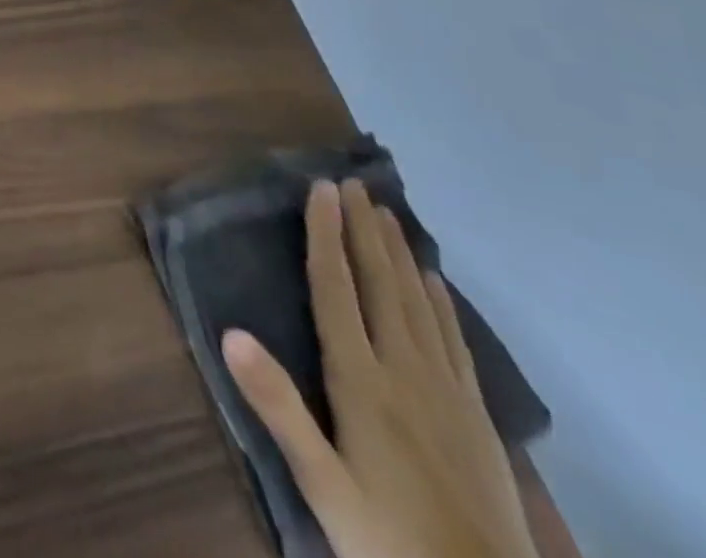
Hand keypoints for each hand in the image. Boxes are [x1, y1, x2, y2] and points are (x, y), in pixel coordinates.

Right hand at [223, 180, 538, 557]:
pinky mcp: (476, 415)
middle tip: (352, 182)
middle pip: (381, 284)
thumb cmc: (388, 540)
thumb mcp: (322, 483)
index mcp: (361, 380)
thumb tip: (229, 332)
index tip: (321, 189)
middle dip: (363, 230)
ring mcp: (447, 391)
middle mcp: (404, 370)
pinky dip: (440, 301)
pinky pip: (453, 339)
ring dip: (399, 253)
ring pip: (418, 303)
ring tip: (386, 212)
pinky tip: (434, 280)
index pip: (336, 289)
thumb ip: (278, 406)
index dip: (325, 235)